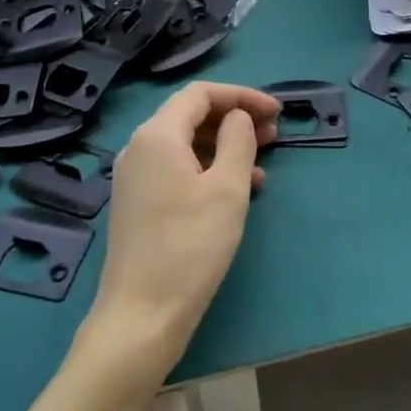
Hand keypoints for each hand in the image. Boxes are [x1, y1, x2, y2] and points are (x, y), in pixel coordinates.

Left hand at [84, 82, 280, 383]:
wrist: (141, 317)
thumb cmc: (190, 247)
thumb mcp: (228, 189)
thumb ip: (238, 141)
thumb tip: (238, 118)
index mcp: (157, 135)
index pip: (201, 94)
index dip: (241, 96)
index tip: (276, 111)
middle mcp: (139, 148)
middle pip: (191, 116)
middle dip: (234, 119)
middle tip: (274, 134)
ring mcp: (135, 177)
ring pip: (186, 144)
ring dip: (225, 145)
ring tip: (263, 161)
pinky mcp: (138, 203)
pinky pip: (177, 169)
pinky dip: (208, 168)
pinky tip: (237, 189)